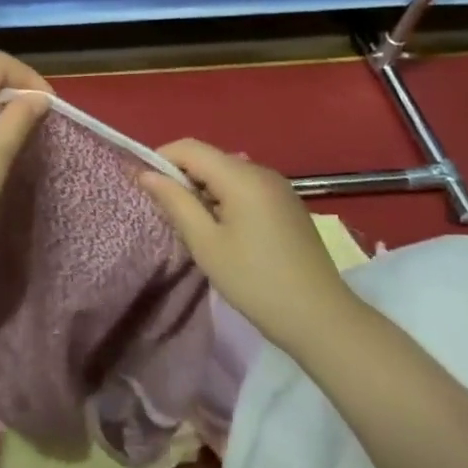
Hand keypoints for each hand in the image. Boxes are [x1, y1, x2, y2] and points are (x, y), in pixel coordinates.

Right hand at [140, 139, 359, 352]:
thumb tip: (145, 174)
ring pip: (227, 172)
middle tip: (168, 213)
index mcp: (241, 176)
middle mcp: (261, 171)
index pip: (189, 147)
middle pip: (209, 158)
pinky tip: (224, 231)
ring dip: (203, 189)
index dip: (161, 159)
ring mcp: (278, 187)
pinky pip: (245, 187)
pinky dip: (225, 198)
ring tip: (194, 225)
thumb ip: (175, 202)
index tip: (145, 187)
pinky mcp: (287, 204)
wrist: (322, 319)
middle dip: (182, 177)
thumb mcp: (206, 244)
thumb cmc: (255, 281)